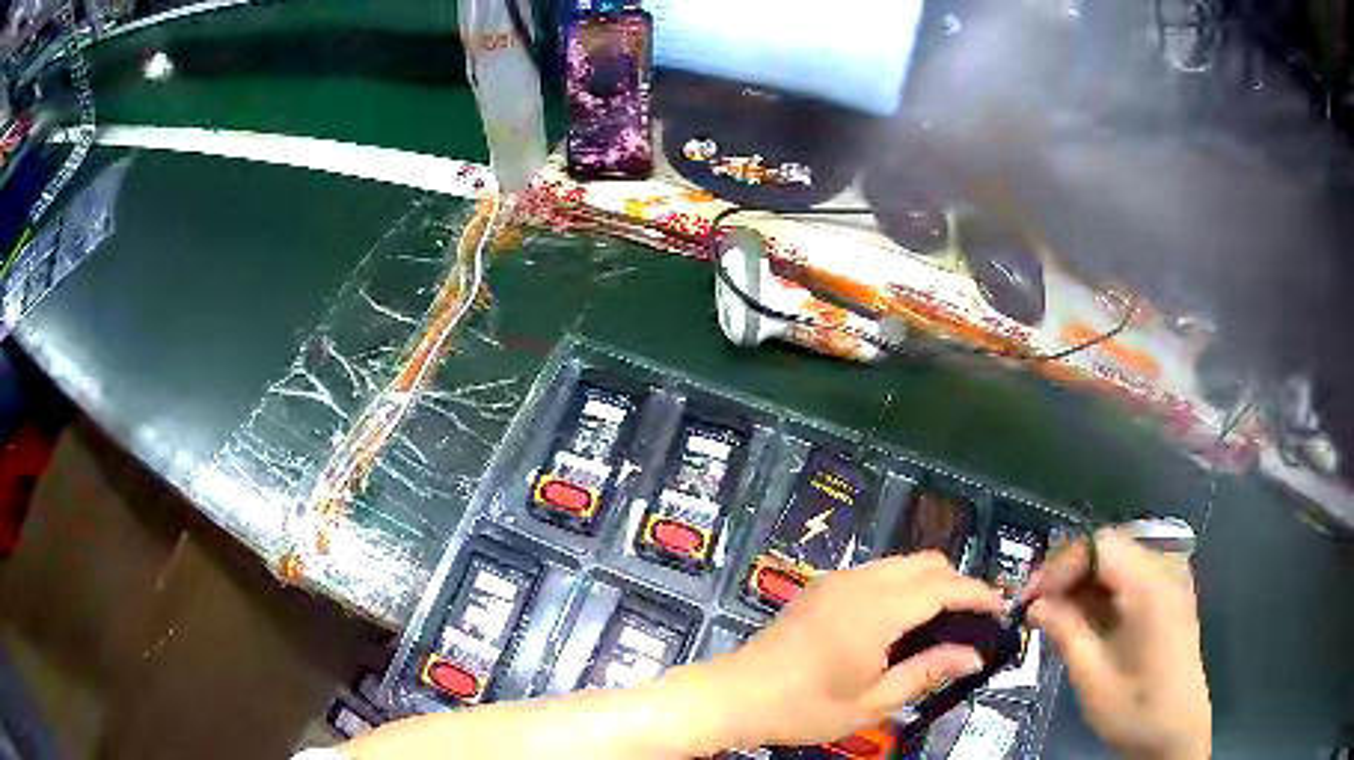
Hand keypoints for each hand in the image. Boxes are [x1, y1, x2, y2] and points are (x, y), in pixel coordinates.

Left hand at [709, 552, 1003, 747]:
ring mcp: (838, 580)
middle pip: (926, 563)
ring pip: (902, 563)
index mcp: (877, 609)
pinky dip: (903, 584)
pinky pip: (878, 572)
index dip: (978, 594)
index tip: (1001, 610)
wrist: (736, 695)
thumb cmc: (805, 707)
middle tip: (974, 619)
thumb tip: (974, 655)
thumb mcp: (873, 702)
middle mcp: (860, 582)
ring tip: (944, 621)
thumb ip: (928, 671)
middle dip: (958, 583)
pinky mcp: (823, 587)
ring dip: (930, 582)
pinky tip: (904, 619)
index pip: (943, 586)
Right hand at [1024, 529, 1210, 759]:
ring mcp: (1171, 581)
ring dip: (1083, 583)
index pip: (1099, 546)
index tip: (1030, 598)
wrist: (1178, 733)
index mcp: (1151, 587)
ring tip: (1055, 616)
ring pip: (1118, 561)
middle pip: (1109, 548)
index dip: (1060, 565)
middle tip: (1037, 607)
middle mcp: (1165, 570)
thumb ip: (1066, 633)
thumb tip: (1035, 605)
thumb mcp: (1093, 679)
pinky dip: (1103, 593)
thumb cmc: (1137, 711)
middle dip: (1068, 573)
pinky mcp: (1170, 596)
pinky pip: (1131, 578)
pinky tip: (1085, 620)